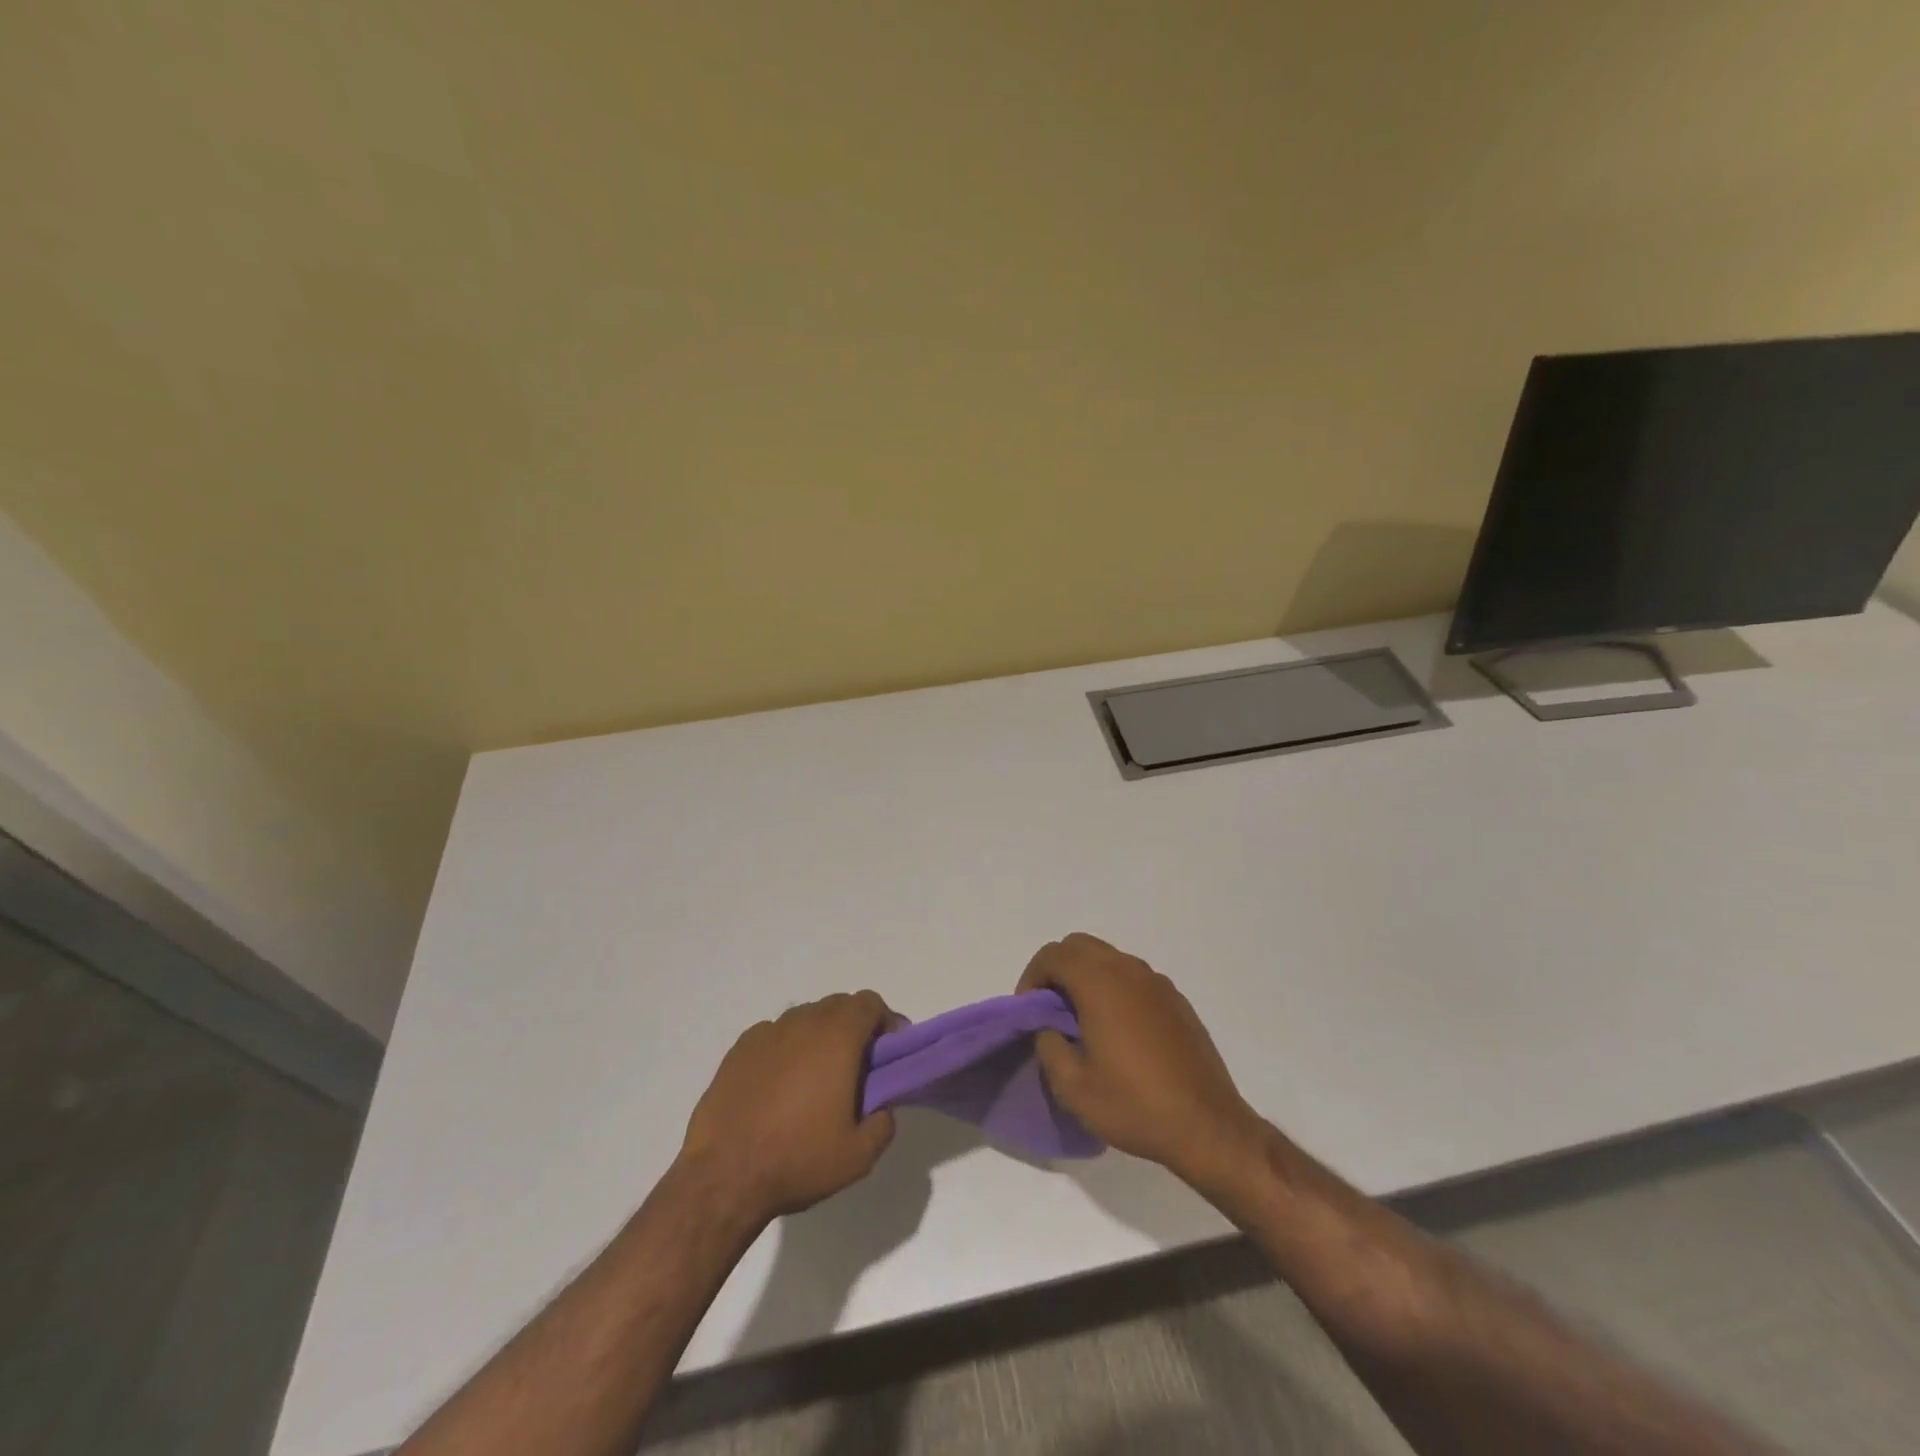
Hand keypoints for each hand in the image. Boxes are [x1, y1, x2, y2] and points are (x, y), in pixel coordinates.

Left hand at [678, 991, 895, 1224]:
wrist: (722, 1177)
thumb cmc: (797, 1159)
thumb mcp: (858, 1156)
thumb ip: (883, 1123)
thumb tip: (881, 1107)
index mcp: (837, 1037)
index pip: (870, 1003)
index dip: (885, 1022)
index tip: (888, 1054)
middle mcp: (803, 1022)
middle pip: (838, 1006)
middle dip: (855, 1028)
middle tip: (858, 1068)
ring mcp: (767, 1032)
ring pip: (805, 1018)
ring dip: (820, 1037)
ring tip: (816, 1079)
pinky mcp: (739, 1049)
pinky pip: (774, 1036)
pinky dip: (787, 1049)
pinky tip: (780, 1087)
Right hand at [1020, 933, 1265, 1192]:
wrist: (1207, 1126)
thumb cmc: (1134, 1105)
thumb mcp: (1072, 1087)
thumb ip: (1049, 1045)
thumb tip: (1049, 1027)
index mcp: (1100, 983)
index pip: (1053, 955)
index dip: (1032, 976)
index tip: (1029, 1010)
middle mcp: (1129, 971)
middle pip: (1080, 945)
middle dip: (1057, 969)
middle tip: (1049, 1009)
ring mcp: (1157, 982)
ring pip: (1108, 958)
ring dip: (1086, 976)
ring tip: (1082, 1020)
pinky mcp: (1176, 1000)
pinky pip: (1134, 977)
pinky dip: (1114, 988)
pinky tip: (1118, 1031)